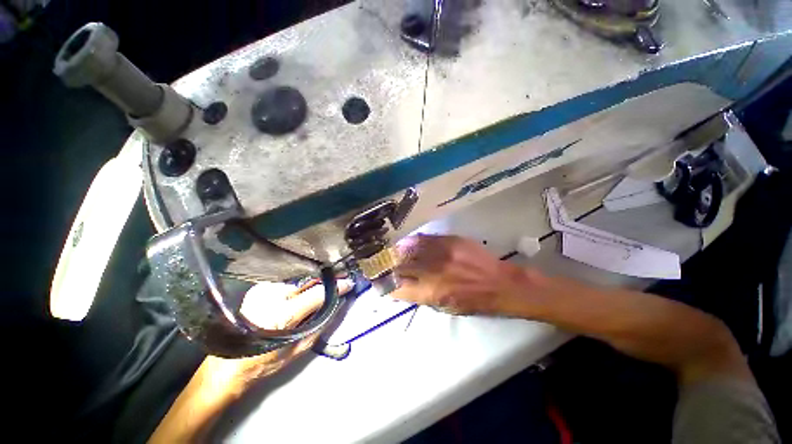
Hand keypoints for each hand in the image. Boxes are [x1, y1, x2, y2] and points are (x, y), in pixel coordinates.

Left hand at [150, 278, 352, 442]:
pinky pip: (286, 281)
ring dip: (311, 283)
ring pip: (297, 280)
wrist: (227, 366)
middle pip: (308, 281)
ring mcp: (262, 289)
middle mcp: (271, 296)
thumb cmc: (264, 362)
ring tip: (321, 286)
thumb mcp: (298, 349)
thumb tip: (338, 304)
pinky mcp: (257, 288)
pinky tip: (300, 290)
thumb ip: (321, 324)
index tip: (349, 283)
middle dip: (325, 281)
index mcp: (282, 315)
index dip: (336, 287)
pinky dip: (297, 285)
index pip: (317, 293)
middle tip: (338, 281)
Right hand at [393, 234, 540, 316]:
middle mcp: (431, 271)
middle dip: (388, 267)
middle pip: (400, 267)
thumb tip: (402, 287)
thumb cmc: (473, 302)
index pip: (397, 288)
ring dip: (397, 252)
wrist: (498, 283)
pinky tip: (407, 242)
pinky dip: (413, 242)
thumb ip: (421, 296)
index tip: (380, 282)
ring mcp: (439, 253)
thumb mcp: (445, 308)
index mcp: (430, 293)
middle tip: (382, 265)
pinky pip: (423, 239)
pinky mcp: (448, 240)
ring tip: (391, 252)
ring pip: (409, 249)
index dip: (385, 285)